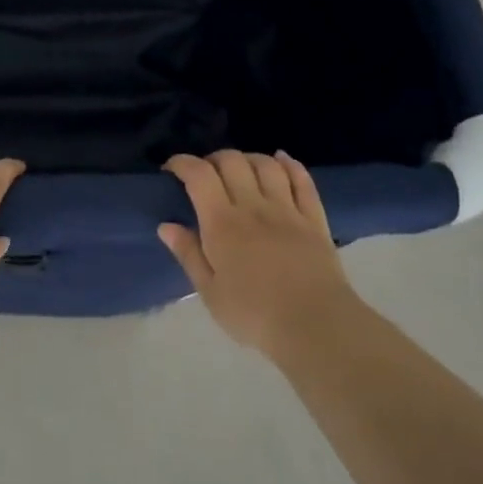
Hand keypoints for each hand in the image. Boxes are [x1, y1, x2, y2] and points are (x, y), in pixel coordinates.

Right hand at [160, 150, 358, 361]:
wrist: (316, 326)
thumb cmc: (254, 315)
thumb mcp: (210, 293)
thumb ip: (189, 254)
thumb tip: (167, 225)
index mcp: (222, 223)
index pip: (199, 175)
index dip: (182, 163)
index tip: (171, 169)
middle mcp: (253, 206)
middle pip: (232, 161)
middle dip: (213, 159)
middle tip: (205, 174)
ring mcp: (287, 209)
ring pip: (266, 165)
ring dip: (248, 158)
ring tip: (239, 168)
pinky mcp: (314, 219)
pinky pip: (302, 180)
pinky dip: (289, 164)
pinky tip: (281, 159)